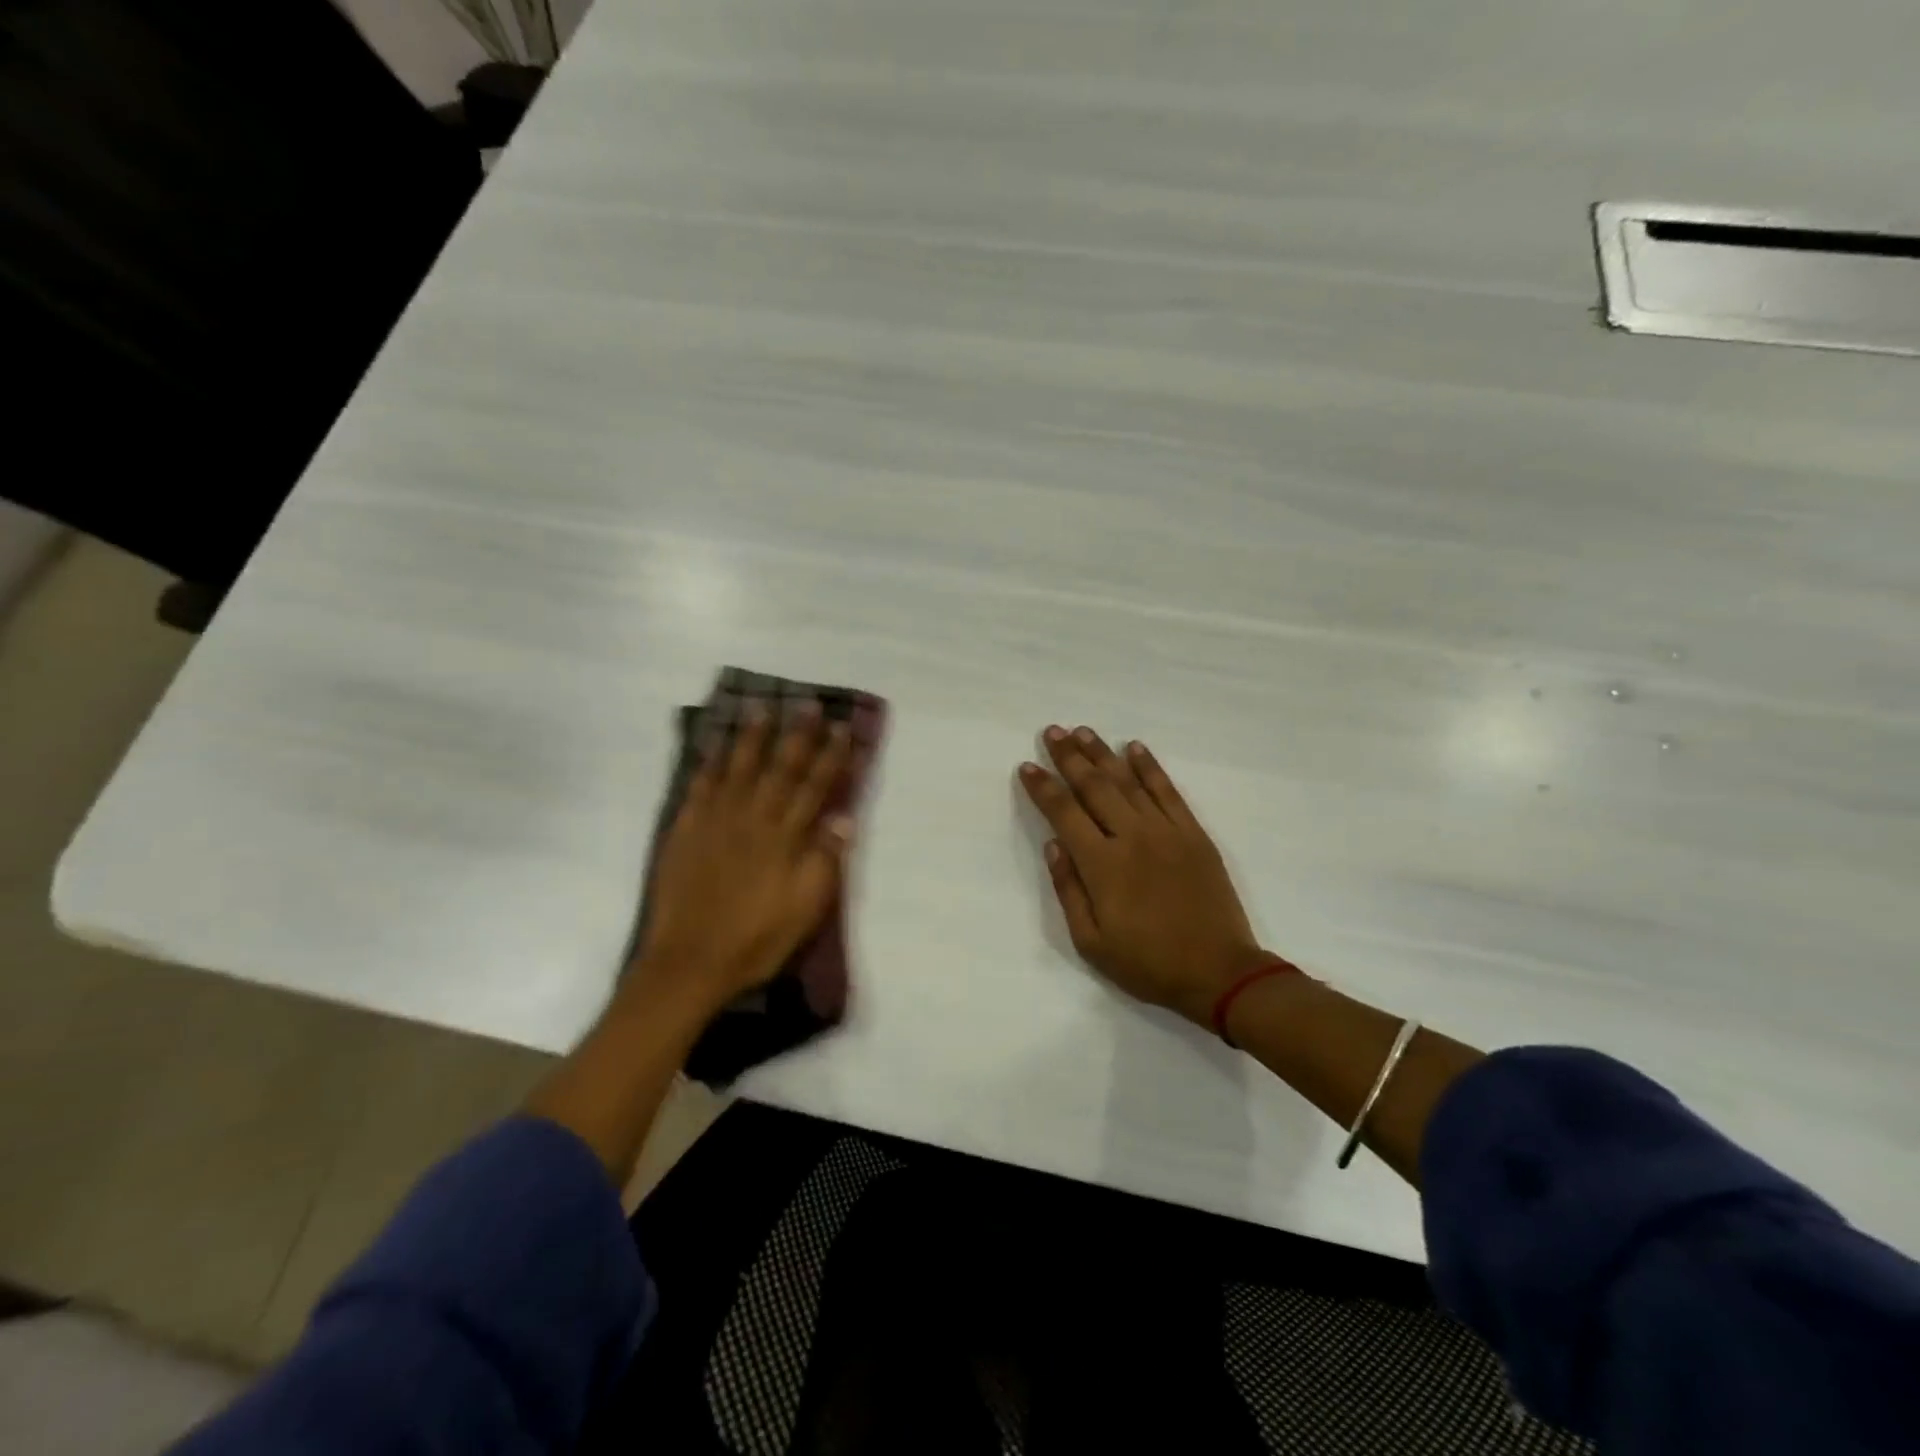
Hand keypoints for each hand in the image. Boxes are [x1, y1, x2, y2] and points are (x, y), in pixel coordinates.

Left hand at [631, 705, 853, 1015]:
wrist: (690, 961)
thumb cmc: (758, 939)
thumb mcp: (806, 908)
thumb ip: (825, 860)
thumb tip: (843, 818)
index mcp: (785, 837)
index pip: (815, 786)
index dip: (832, 756)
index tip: (844, 728)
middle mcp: (753, 818)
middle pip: (780, 767)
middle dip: (797, 734)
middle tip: (808, 703)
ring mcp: (715, 820)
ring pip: (738, 768)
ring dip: (752, 737)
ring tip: (761, 708)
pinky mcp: (686, 830)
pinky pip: (700, 787)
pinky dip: (709, 763)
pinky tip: (715, 746)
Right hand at [1019, 727, 1270, 1025]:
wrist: (1219, 972)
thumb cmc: (1148, 963)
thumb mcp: (1091, 942)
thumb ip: (1069, 890)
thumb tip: (1053, 845)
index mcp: (1102, 865)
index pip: (1064, 814)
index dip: (1043, 787)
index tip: (1027, 766)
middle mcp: (1132, 837)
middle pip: (1094, 786)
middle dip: (1069, 757)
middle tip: (1052, 731)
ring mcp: (1166, 831)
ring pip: (1128, 781)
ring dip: (1103, 753)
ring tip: (1083, 731)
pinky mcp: (1194, 834)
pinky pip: (1169, 791)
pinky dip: (1151, 767)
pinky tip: (1135, 748)